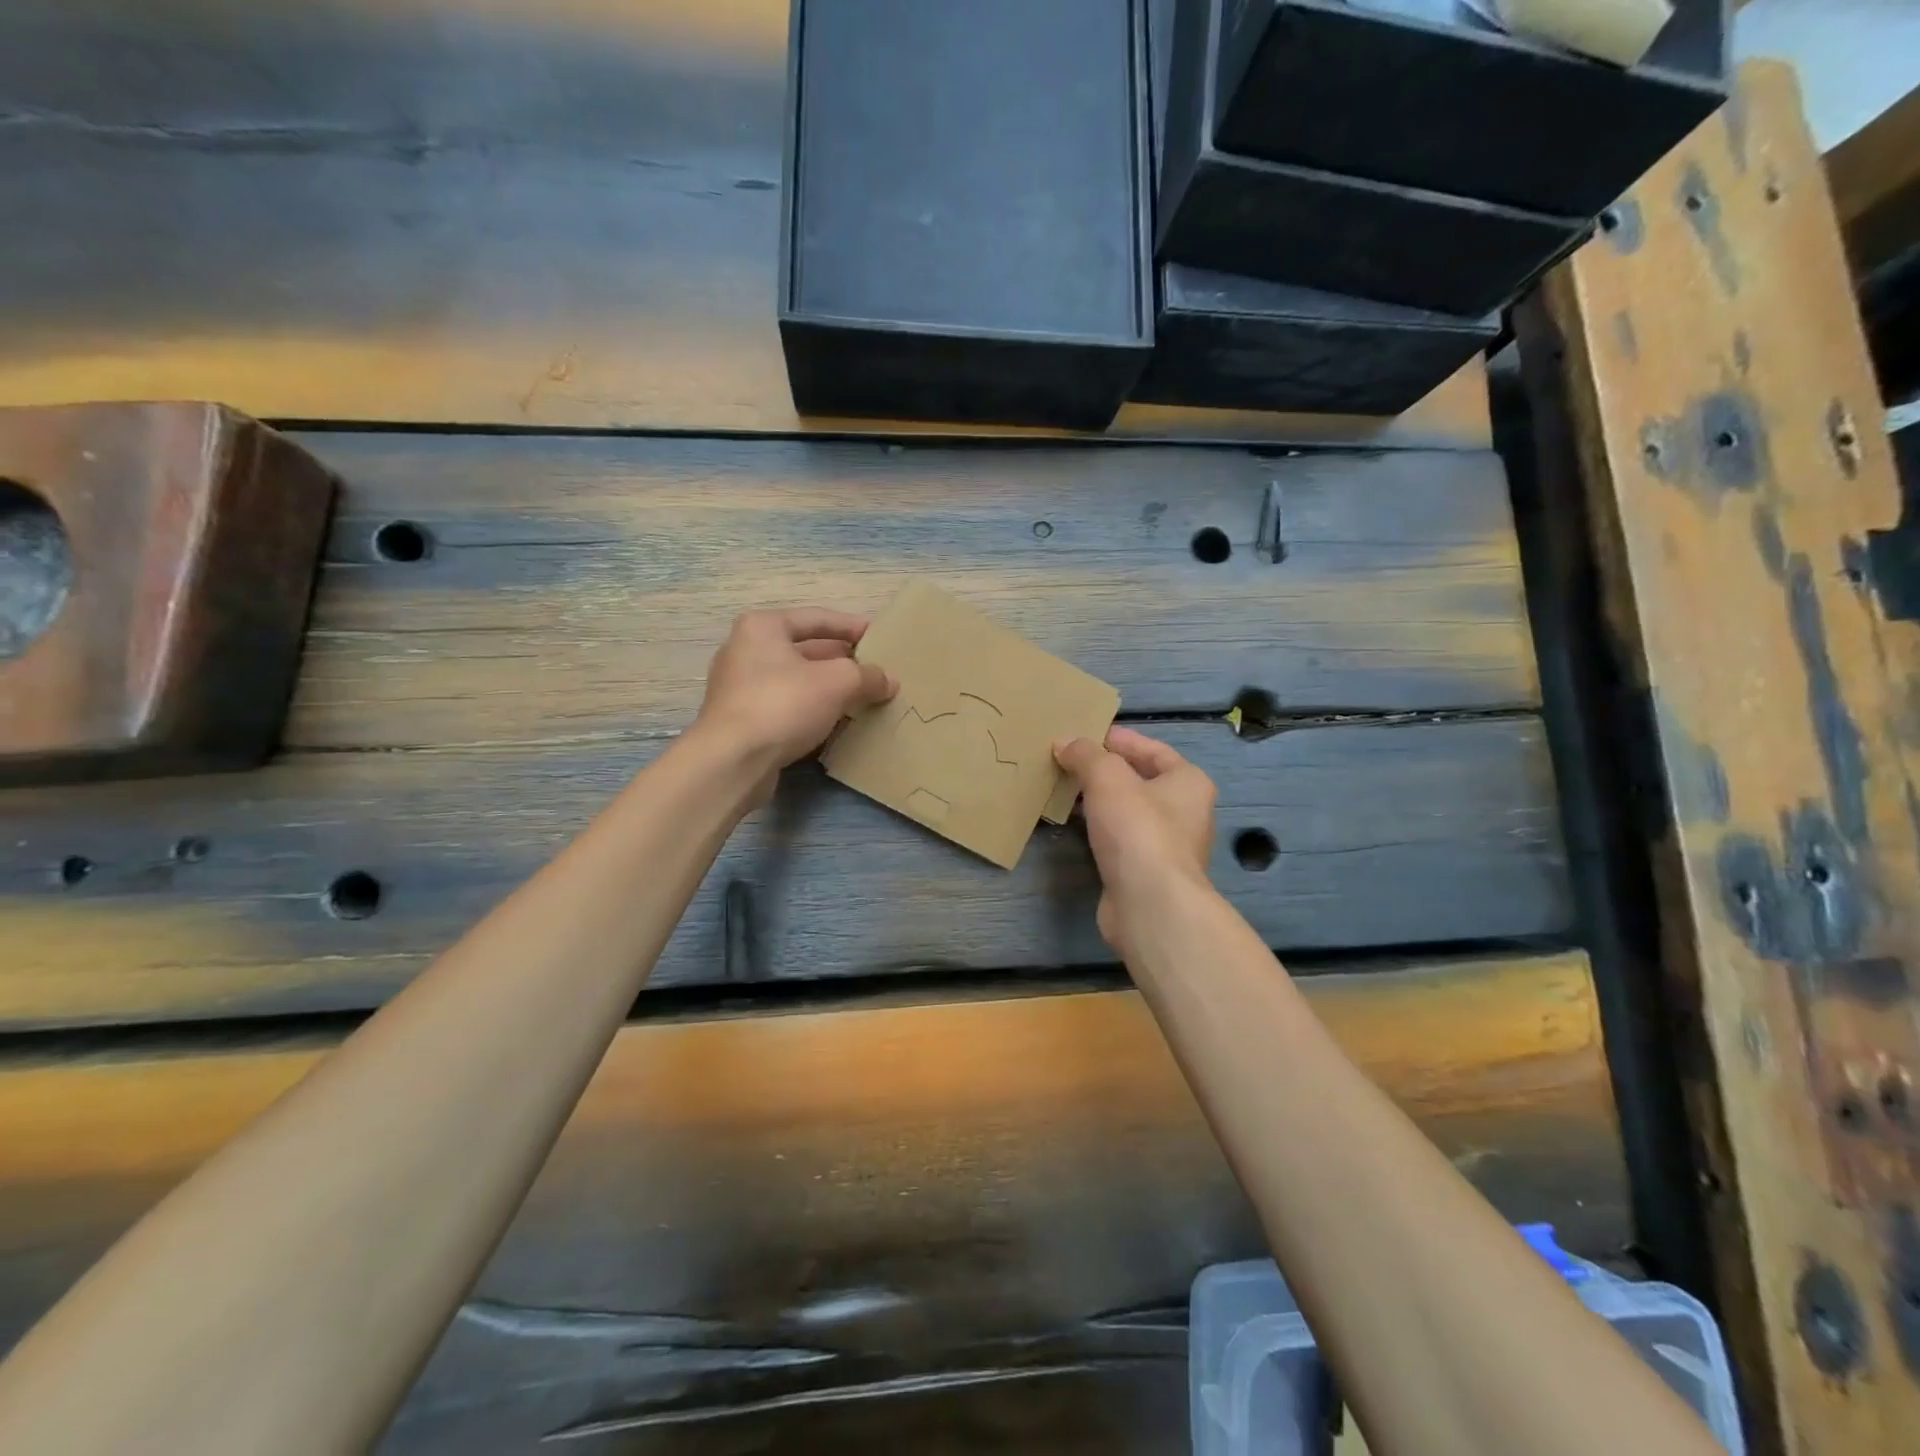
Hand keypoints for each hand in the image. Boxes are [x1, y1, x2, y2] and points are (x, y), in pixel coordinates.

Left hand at [696, 608, 896, 781]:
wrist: (732, 761)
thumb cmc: (783, 704)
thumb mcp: (837, 682)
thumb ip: (867, 676)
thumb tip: (888, 681)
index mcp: (763, 627)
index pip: (817, 618)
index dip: (852, 627)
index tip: (880, 637)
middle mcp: (745, 650)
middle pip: (805, 649)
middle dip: (841, 660)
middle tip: (874, 671)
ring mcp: (740, 686)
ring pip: (796, 679)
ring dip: (828, 687)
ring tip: (862, 697)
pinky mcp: (742, 719)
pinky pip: (786, 705)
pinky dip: (811, 709)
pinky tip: (835, 722)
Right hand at [1054, 728, 1216, 952]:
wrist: (1150, 904)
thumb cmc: (1138, 830)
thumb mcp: (1107, 778)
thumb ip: (1085, 754)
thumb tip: (1065, 743)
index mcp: (1189, 782)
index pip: (1154, 750)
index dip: (1120, 740)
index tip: (1087, 736)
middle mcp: (1186, 812)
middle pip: (1141, 781)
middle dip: (1106, 771)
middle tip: (1069, 762)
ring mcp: (1168, 846)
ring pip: (1129, 812)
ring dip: (1100, 802)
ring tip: (1065, 791)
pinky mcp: (1147, 873)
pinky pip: (1120, 840)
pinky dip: (1099, 830)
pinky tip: (1074, 827)